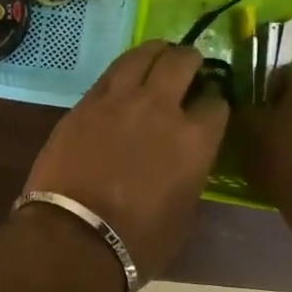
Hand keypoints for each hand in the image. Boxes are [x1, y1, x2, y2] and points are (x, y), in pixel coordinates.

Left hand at [23, 41, 228, 281]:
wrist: (75, 235)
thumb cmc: (139, 240)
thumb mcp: (184, 210)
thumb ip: (190, 170)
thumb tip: (184, 155)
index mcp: (194, 139)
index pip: (216, 104)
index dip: (215, 102)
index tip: (210, 106)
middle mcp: (160, 107)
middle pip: (181, 63)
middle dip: (190, 60)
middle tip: (190, 64)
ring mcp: (118, 99)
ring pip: (142, 55)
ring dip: (155, 52)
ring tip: (159, 54)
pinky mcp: (85, 102)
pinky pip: (110, 73)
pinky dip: (124, 69)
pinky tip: (125, 74)